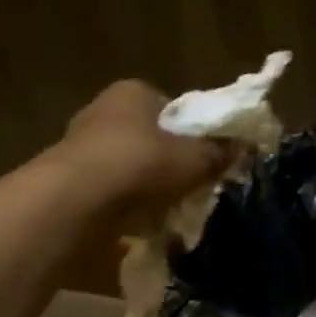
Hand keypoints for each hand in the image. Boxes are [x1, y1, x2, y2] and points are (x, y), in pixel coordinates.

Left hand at [55, 80, 231, 227]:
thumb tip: (245, 147)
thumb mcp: (195, 159)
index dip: (192, 135)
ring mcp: (81, 145)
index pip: (172, 109)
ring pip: (129, 166)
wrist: (79, 199)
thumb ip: (219, 152)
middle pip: (149, 138)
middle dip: (168, 164)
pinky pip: (110, 191)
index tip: (204, 161)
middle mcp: (103, 110)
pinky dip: (125, 205)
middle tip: (189, 189)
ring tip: (166, 212)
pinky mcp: (70, 179)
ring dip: (146, 187)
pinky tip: (139, 224)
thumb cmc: (142, 164)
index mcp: (134, 92)